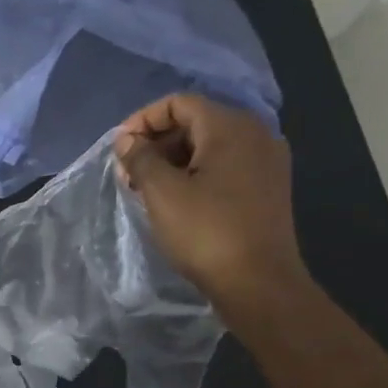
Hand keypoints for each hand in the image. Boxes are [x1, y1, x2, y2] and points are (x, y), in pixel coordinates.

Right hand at [113, 93, 309, 328]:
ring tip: (146, 189)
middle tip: (128, 172)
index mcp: (231, 128)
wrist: (259, 284)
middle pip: (195, 122)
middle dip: (157, 142)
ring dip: (173, 159)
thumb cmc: (206, 232)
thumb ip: (140, 157)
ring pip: (210, 145)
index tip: (119, 148)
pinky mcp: (268, 187)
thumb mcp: (161, 192)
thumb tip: (127, 140)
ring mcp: (267, 162)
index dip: (143, 120)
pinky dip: (196, 172)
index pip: (179, 103)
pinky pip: (225, 165)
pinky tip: (176, 199)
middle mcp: (256, 135)